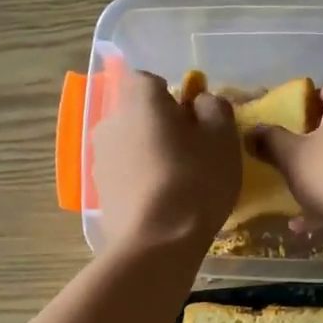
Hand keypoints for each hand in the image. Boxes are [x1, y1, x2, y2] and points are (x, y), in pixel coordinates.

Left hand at [91, 71, 239, 252]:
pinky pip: (125, 173)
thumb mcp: (223, 137)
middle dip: (161, 126)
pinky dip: (141, 180)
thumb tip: (201, 102)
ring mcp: (99, 157)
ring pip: (131, 144)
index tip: (195, 121)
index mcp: (138, 99)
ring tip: (178, 183)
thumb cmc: (195, 180)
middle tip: (192, 153)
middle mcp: (110, 120)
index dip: (175, 97)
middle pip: (139, 113)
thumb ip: (214, 108)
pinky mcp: (99, 190)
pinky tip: (162, 204)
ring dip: (150, 154)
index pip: (151, 80)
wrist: (156, 243)